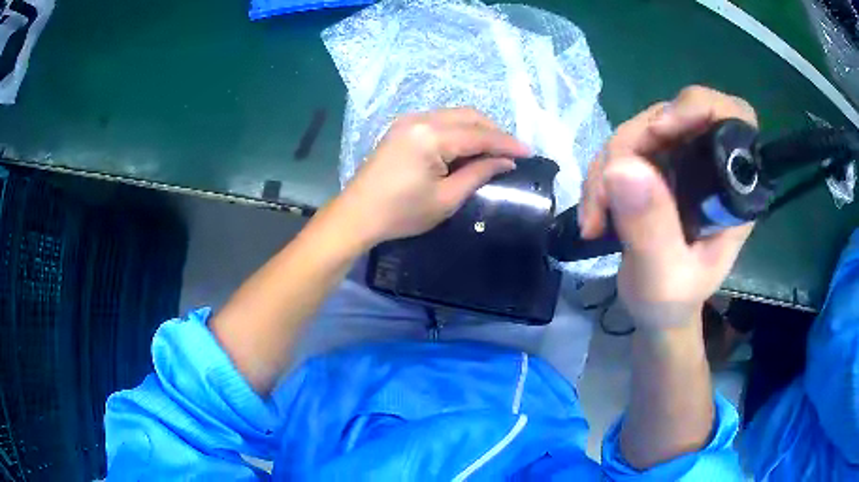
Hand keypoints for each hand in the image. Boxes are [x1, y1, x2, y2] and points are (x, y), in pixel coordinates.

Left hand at [337, 108, 529, 245]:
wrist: (358, 214)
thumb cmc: (402, 213)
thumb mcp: (446, 199)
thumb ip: (478, 174)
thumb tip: (505, 162)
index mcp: (431, 136)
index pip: (479, 135)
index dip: (506, 143)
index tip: (529, 152)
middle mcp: (420, 119)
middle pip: (469, 116)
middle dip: (494, 131)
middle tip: (512, 152)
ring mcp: (409, 120)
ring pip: (455, 115)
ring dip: (477, 129)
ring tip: (494, 150)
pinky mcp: (403, 127)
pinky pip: (440, 120)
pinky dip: (459, 130)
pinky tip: (468, 146)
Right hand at [578, 86, 757, 329]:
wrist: (656, 311)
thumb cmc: (671, 302)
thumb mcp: (661, 278)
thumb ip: (651, 229)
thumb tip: (622, 166)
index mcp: (732, 191)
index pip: (733, 117)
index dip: (699, 107)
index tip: (659, 131)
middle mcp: (711, 165)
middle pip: (673, 115)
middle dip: (632, 145)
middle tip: (604, 193)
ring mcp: (683, 161)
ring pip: (642, 128)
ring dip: (608, 164)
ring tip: (594, 214)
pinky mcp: (659, 165)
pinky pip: (626, 146)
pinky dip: (602, 172)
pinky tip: (594, 209)